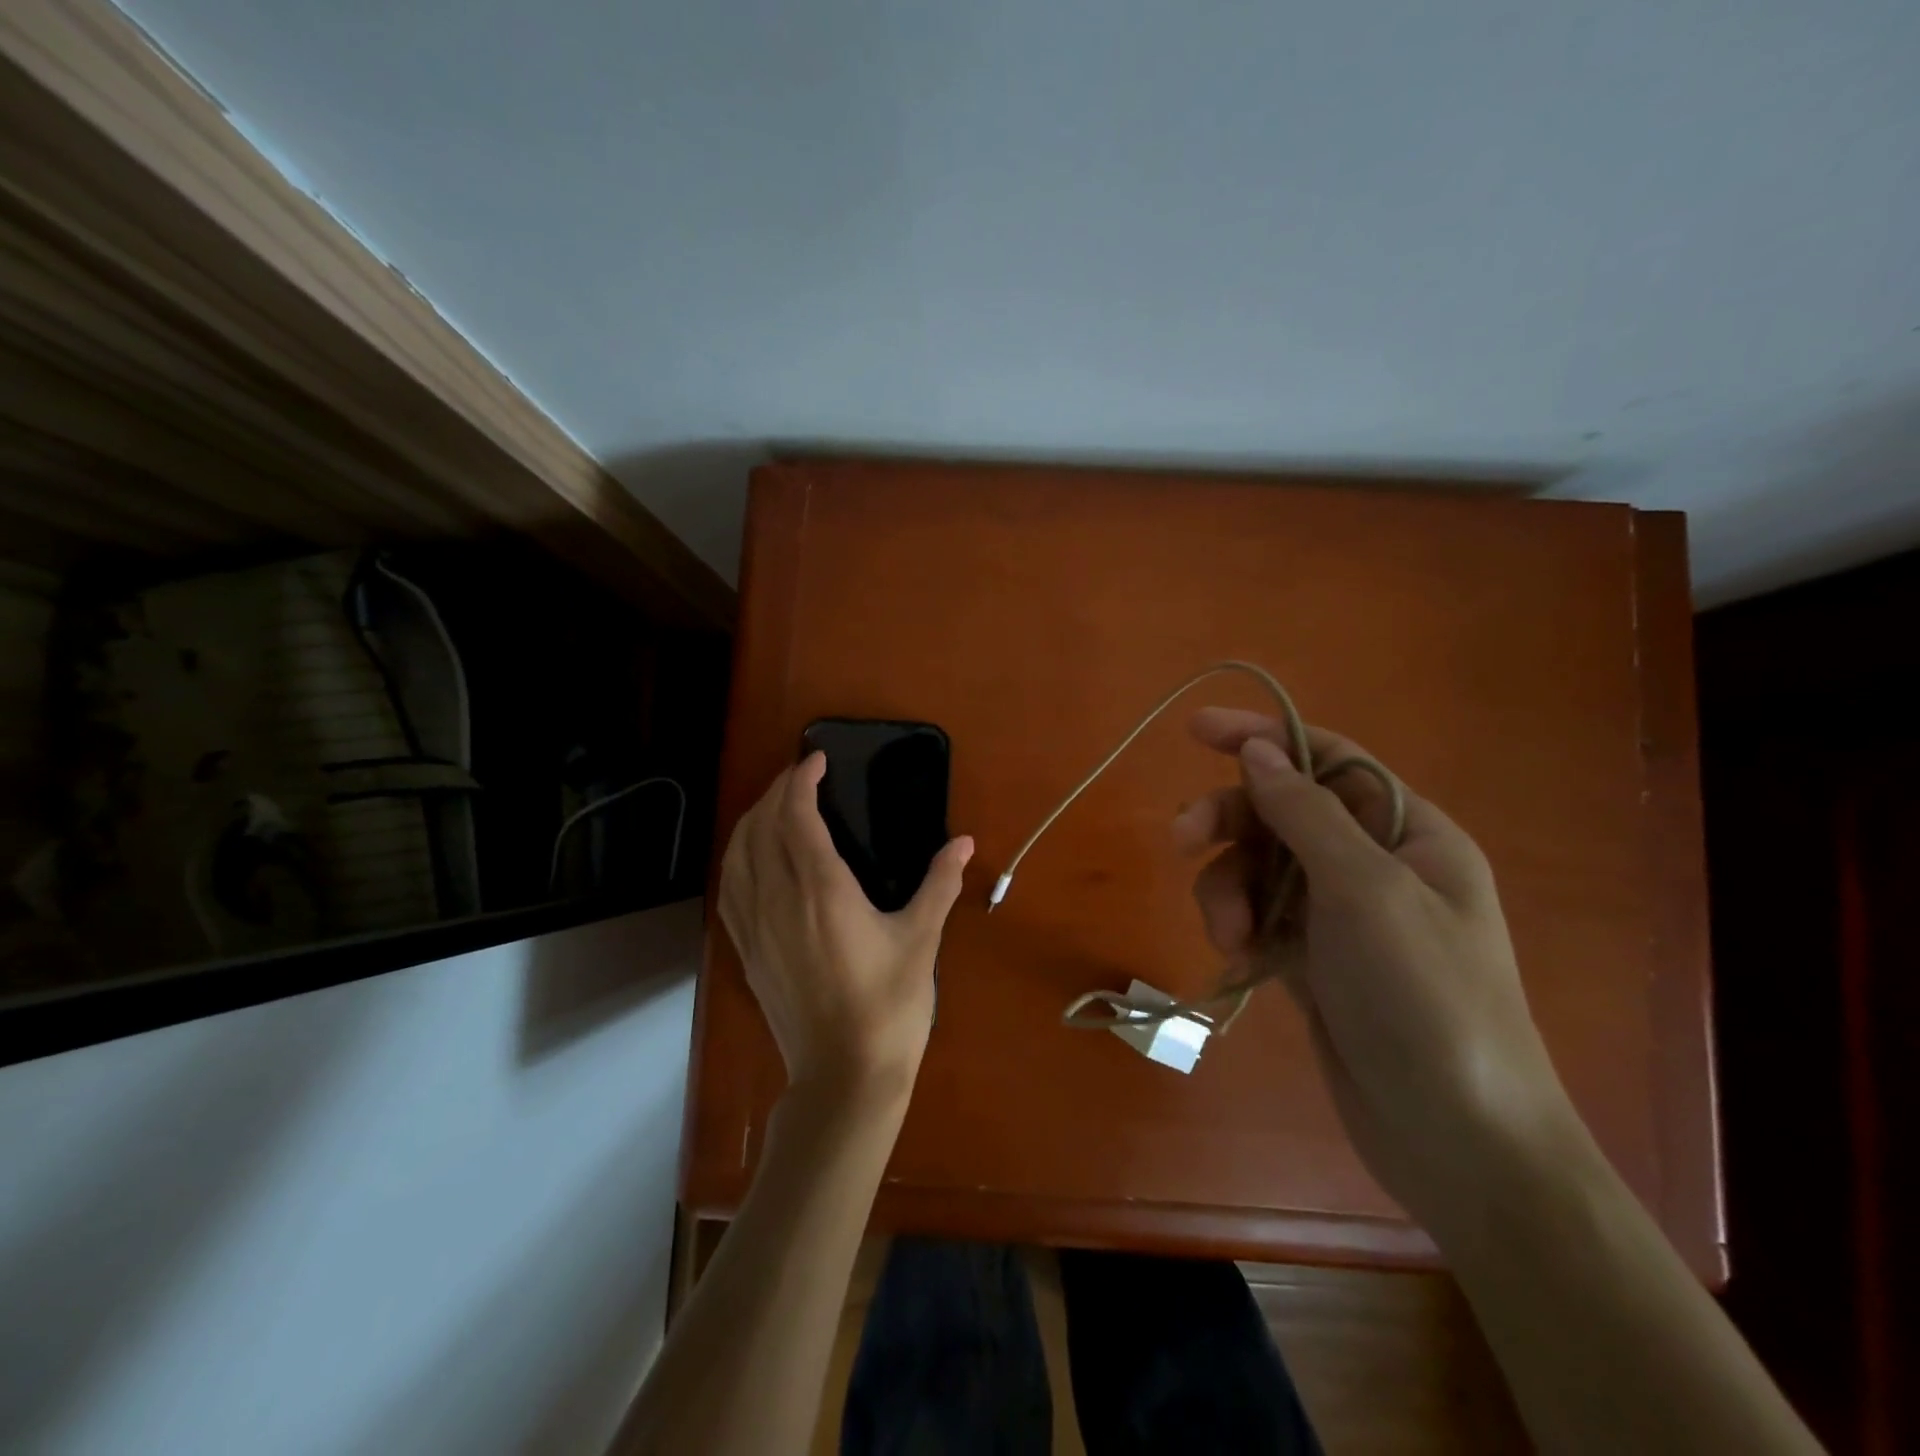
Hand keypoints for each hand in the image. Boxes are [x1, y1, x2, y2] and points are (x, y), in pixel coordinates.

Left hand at [719, 752, 973, 1102]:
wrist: (844, 1076)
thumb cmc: (889, 1005)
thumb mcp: (921, 939)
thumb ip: (940, 884)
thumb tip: (965, 843)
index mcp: (821, 890)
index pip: (797, 816)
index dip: (801, 780)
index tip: (816, 759)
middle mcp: (778, 899)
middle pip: (761, 826)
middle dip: (777, 791)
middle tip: (801, 775)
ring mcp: (755, 926)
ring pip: (736, 854)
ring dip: (752, 819)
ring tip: (775, 806)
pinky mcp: (746, 950)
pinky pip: (729, 888)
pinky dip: (736, 856)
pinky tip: (751, 857)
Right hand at [1172, 708, 1574, 1225]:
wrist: (1454, 1136)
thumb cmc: (1424, 996)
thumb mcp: (1365, 890)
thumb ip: (1306, 813)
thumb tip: (1259, 749)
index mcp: (1406, 831)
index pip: (1327, 758)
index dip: (1263, 736)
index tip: (1195, 731)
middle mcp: (1371, 863)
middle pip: (1278, 812)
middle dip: (1228, 823)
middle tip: (1180, 840)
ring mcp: (1338, 913)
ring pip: (1257, 867)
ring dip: (1229, 890)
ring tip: (1229, 937)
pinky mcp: (1309, 957)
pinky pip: (1256, 915)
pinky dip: (1238, 927)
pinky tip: (1238, 960)